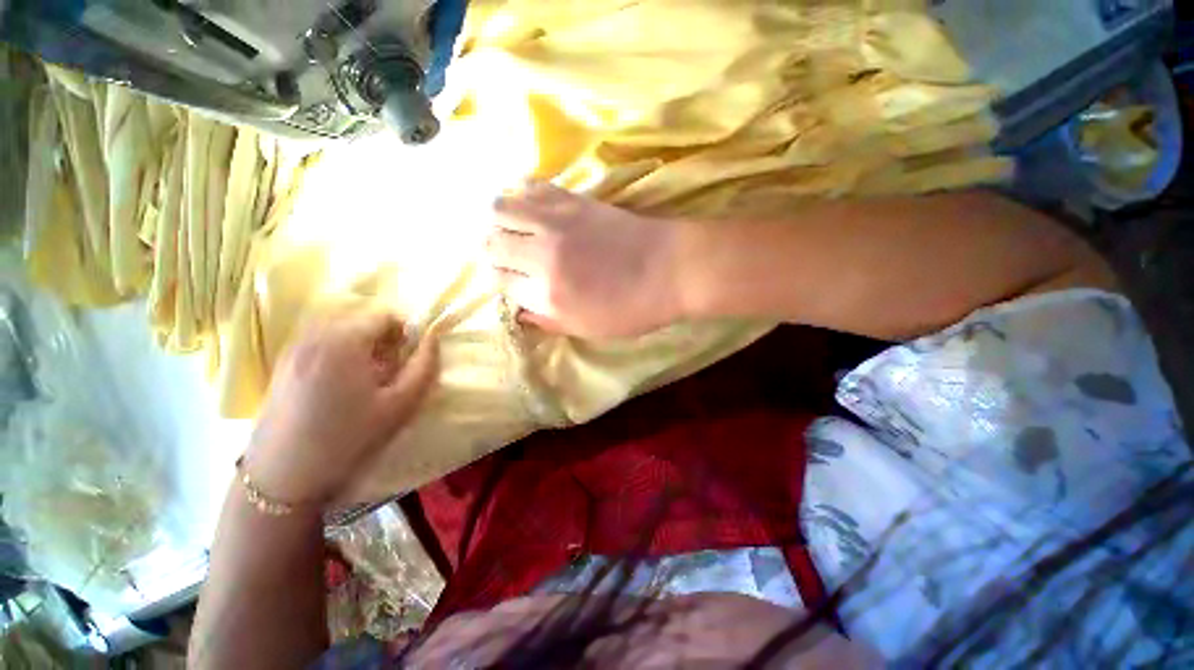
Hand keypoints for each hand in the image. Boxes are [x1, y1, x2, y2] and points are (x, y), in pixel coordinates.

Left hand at [243, 306, 438, 504]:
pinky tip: (340, 382)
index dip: (405, 330)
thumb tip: (433, 338)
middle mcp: (313, 336)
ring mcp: (293, 348)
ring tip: (367, 374)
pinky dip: (339, 350)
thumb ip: (425, 366)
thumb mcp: (401, 404)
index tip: (410, 355)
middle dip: (383, 336)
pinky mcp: (282, 363)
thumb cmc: (349, 438)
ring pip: (339, 328)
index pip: (384, 314)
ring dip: (361, 342)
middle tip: (391, 367)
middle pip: (360, 318)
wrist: (284, 476)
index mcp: (344, 341)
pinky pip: (319, 341)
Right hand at [485, 181, 681, 337]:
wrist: (670, 269)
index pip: (499, 281)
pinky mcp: (572, 199)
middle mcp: (541, 254)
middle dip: (491, 252)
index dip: (500, 282)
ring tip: (509, 229)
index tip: (510, 282)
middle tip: (506, 257)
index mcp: (546, 293)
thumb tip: (519, 311)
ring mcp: (555, 221)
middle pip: (490, 243)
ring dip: (498, 221)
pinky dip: (521, 195)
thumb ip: (547, 320)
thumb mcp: (587, 329)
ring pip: (500, 209)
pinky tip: (529, 206)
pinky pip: (531, 187)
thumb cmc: (632, 308)